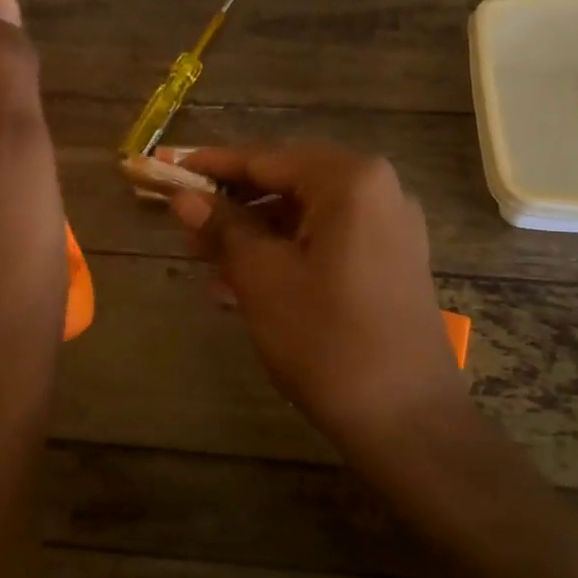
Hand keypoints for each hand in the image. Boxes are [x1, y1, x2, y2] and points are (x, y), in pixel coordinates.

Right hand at [171, 143, 469, 454]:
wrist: (406, 419)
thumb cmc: (326, 339)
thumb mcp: (262, 278)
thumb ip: (223, 227)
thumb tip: (185, 197)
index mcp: (350, 180)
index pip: (266, 158)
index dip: (213, 165)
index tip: (170, 170)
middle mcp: (379, 191)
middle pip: (289, 183)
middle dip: (234, 204)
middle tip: (186, 225)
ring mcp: (390, 228)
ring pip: (306, 216)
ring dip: (255, 234)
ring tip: (205, 261)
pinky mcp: (391, 263)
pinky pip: (327, 243)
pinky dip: (286, 254)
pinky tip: (243, 284)